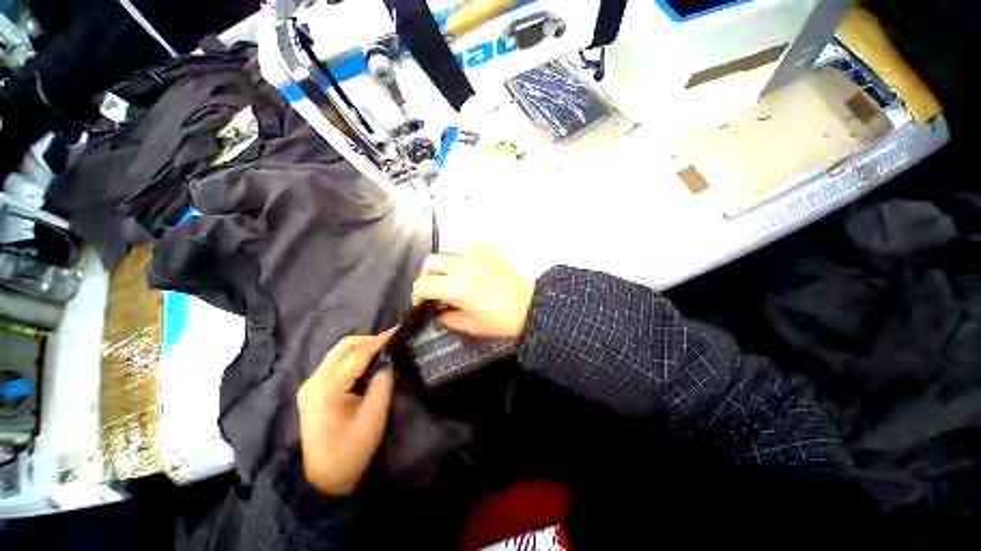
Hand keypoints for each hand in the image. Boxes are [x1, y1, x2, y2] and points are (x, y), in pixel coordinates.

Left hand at [296, 330, 395, 496]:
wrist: (324, 480)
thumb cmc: (352, 450)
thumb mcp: (375, 415)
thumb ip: (383, 381)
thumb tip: (389, 359)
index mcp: (327, 389)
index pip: (357, 354)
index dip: (380, 340)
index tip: (399, 330)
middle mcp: (314, 381)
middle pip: (344, 346)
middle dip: (370, 340)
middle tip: (392, 342)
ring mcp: (310, 384)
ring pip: (339, 352)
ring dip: (362, 347)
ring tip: (383, 350)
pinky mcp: (313, 389)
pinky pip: (336, 363)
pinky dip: (354, 357)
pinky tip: (368, 362)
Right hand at [411, 244, 533, 339]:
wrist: (530, 308)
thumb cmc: (500, 321)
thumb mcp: (470, 326)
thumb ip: (447, 319)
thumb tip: (437, 315)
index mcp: (455, 286)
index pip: (423, 284)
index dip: (416, 295)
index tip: (422, 304)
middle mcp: (462, 266)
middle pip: (431, 262)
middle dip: (426, 276)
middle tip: (434, 290)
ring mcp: (477, 256)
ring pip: (448, 251)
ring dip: (443, 265)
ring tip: (450, 278)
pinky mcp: (489, 252)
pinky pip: (470, 246)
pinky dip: (464, 254)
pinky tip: (468, 265)